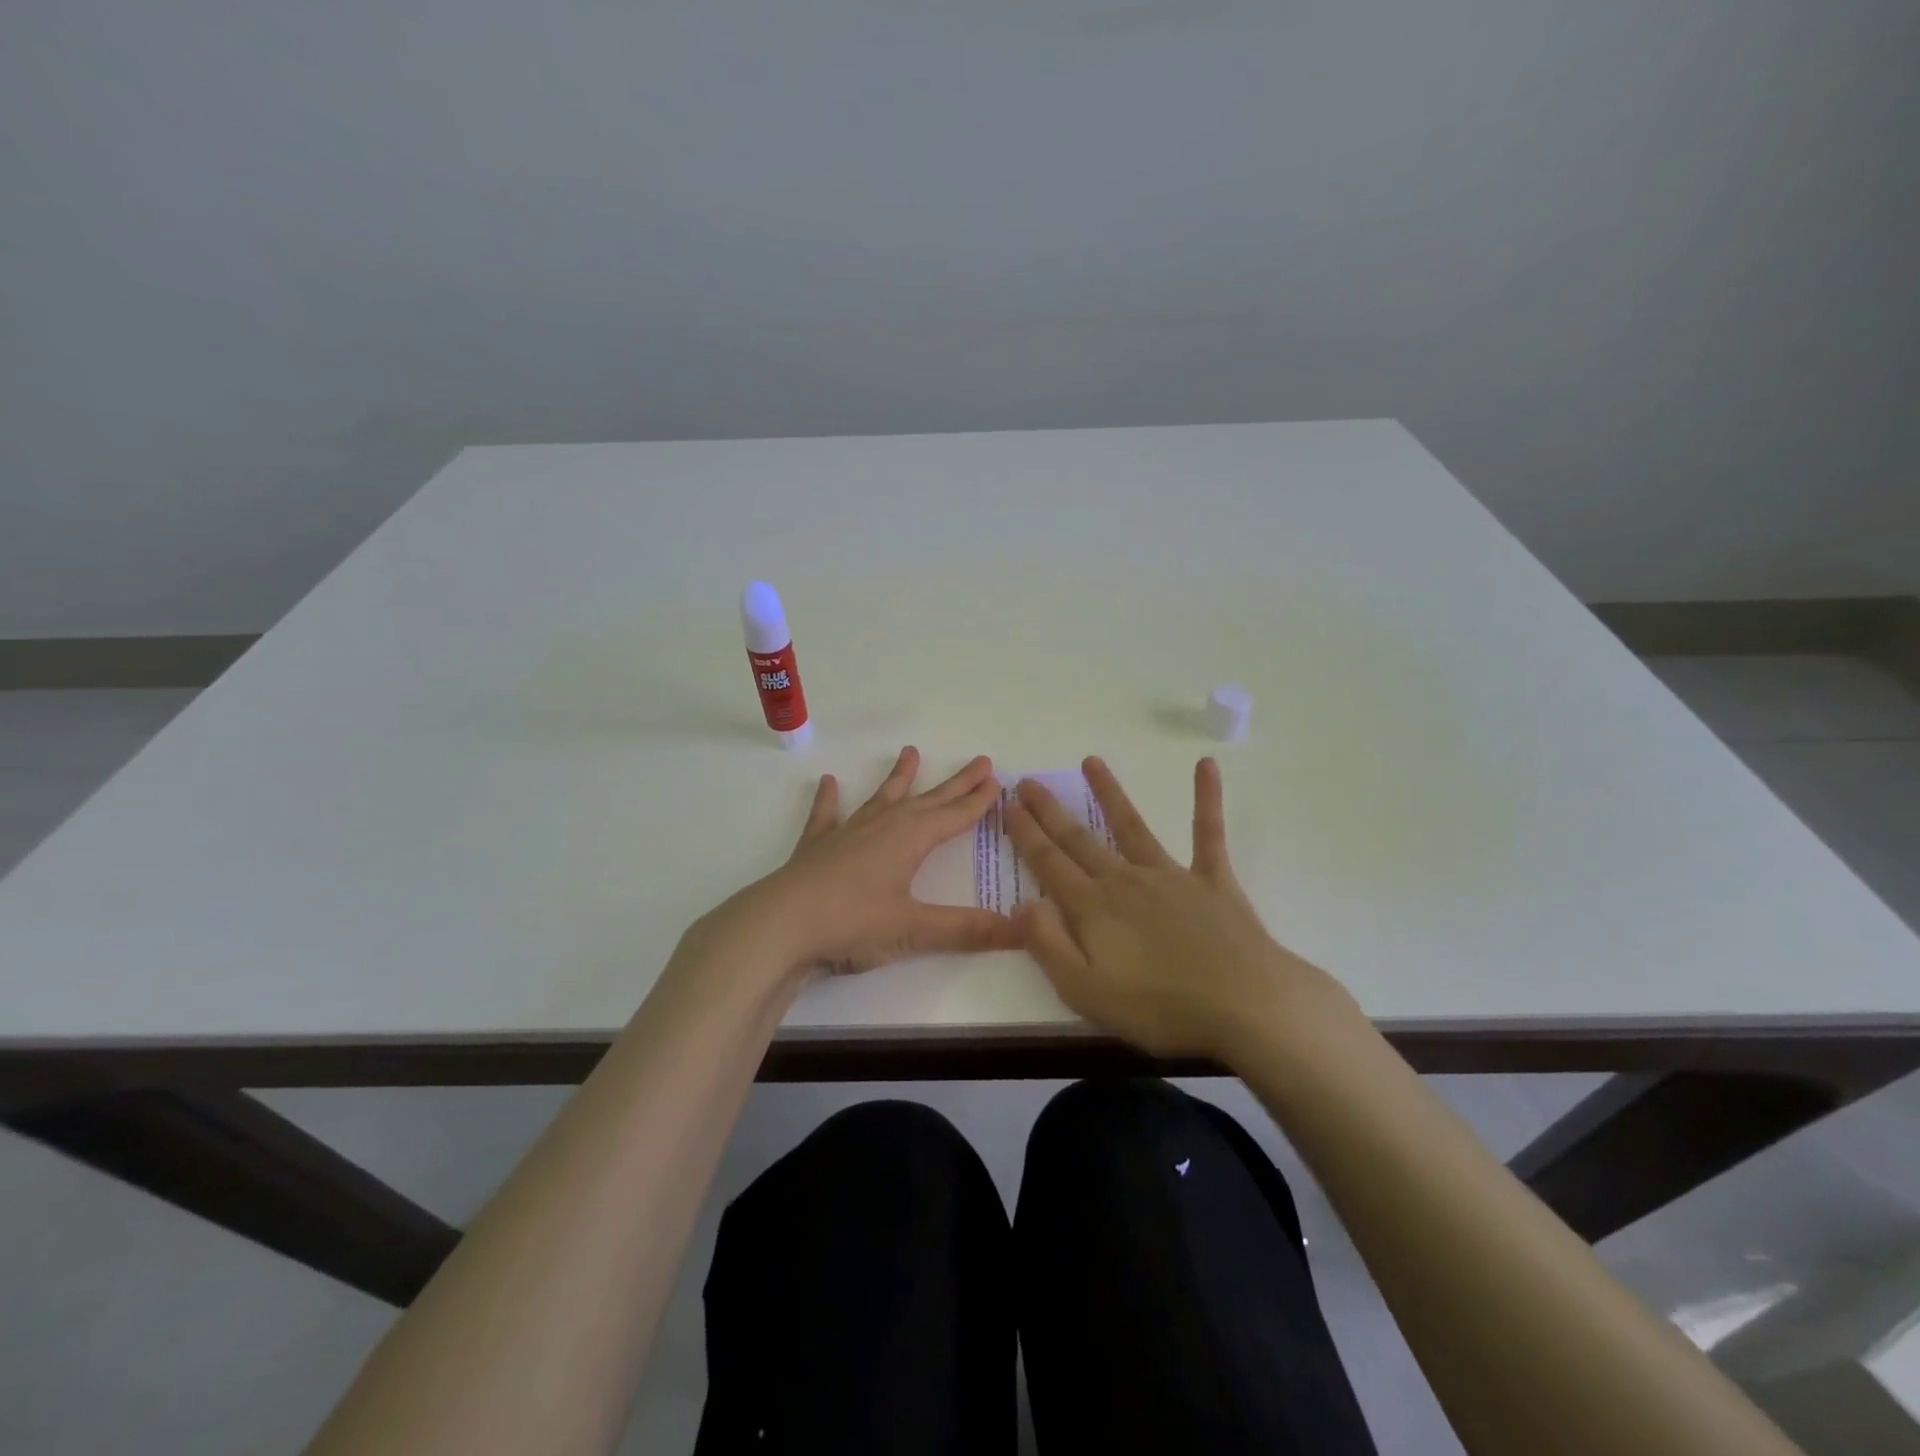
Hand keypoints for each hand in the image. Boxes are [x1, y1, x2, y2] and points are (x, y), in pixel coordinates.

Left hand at [696, 747, 1019, 984]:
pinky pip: (826, 817)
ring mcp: (846, 834)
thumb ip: (967, 930)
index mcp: (910, 841)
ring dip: (899, 778)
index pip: (954, 816)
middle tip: (979, 761)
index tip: (997, 780)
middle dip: (955, 784)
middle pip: (927, 800)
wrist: (779, 926)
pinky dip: (828, 801)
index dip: (978, 800)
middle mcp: (882, 827)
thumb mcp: (914, 930)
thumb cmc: (852, 924)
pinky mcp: (816, 849)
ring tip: (910, 752)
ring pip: (881, 799)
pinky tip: (828, 784)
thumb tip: (1022, 929)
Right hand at [1005, 756, 1358, 1058]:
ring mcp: (1171, 875)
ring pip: (1131, 826)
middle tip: (1027, 782)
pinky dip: (1207, 798)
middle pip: (1079, 839)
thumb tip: (1022, 903)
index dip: (1025, 834)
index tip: (1007, 805)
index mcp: (1093, 908)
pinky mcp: (1212, 880)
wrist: (1245, 1004)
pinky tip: (1207, 765)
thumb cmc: (1160, 1007)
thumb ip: (1048, 945)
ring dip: (1109, 793)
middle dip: (1050, 810)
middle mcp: (1125, 880)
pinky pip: (1208, 833)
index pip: (1049, 863)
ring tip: (1091, 761)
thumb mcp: (1085, 991)